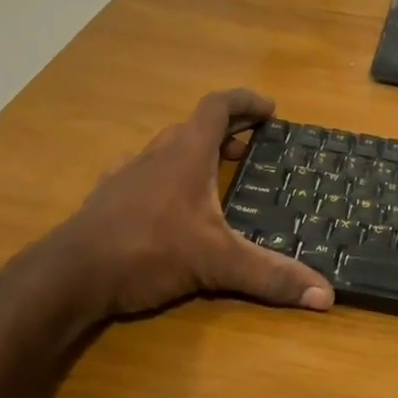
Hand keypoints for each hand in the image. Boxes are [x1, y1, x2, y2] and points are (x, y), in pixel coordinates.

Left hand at [47, 89, 333, 320]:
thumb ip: (270, 276)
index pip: (218, 107)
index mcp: (186, 153)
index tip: (269, 109)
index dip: (245, 102)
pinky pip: (144, 174)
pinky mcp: (108, 198)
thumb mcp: (217, 262)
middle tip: (250, 148)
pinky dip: (165, 178)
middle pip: (194, 126)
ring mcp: (127, 174)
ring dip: (194, 154)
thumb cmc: (149, 250)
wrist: (71, 274)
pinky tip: (169, 205)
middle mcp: (156, 154)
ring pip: (167, 149)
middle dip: (226, 132)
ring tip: (215, 175)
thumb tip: (326, 295)